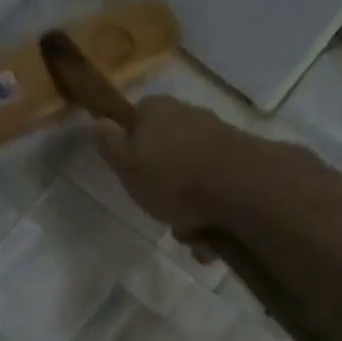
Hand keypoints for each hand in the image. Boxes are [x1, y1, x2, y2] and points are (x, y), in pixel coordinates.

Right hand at [96, 95, 244, 240]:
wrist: (238, 186)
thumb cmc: (171, 177)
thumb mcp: (126, 166)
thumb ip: (111, 145)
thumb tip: (101, 122)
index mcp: (156, 109)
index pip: (137, 115)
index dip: (130, 142)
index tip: (129, 169)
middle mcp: (188, 114)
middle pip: (165, 148)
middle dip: (162, 181)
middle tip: (157, 206)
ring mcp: (217, 135)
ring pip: (191, 173)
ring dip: (187, 204)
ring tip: (187, 228)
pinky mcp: (240, 159)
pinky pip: (215, 187)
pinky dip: (209, 209)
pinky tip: (209, 231)